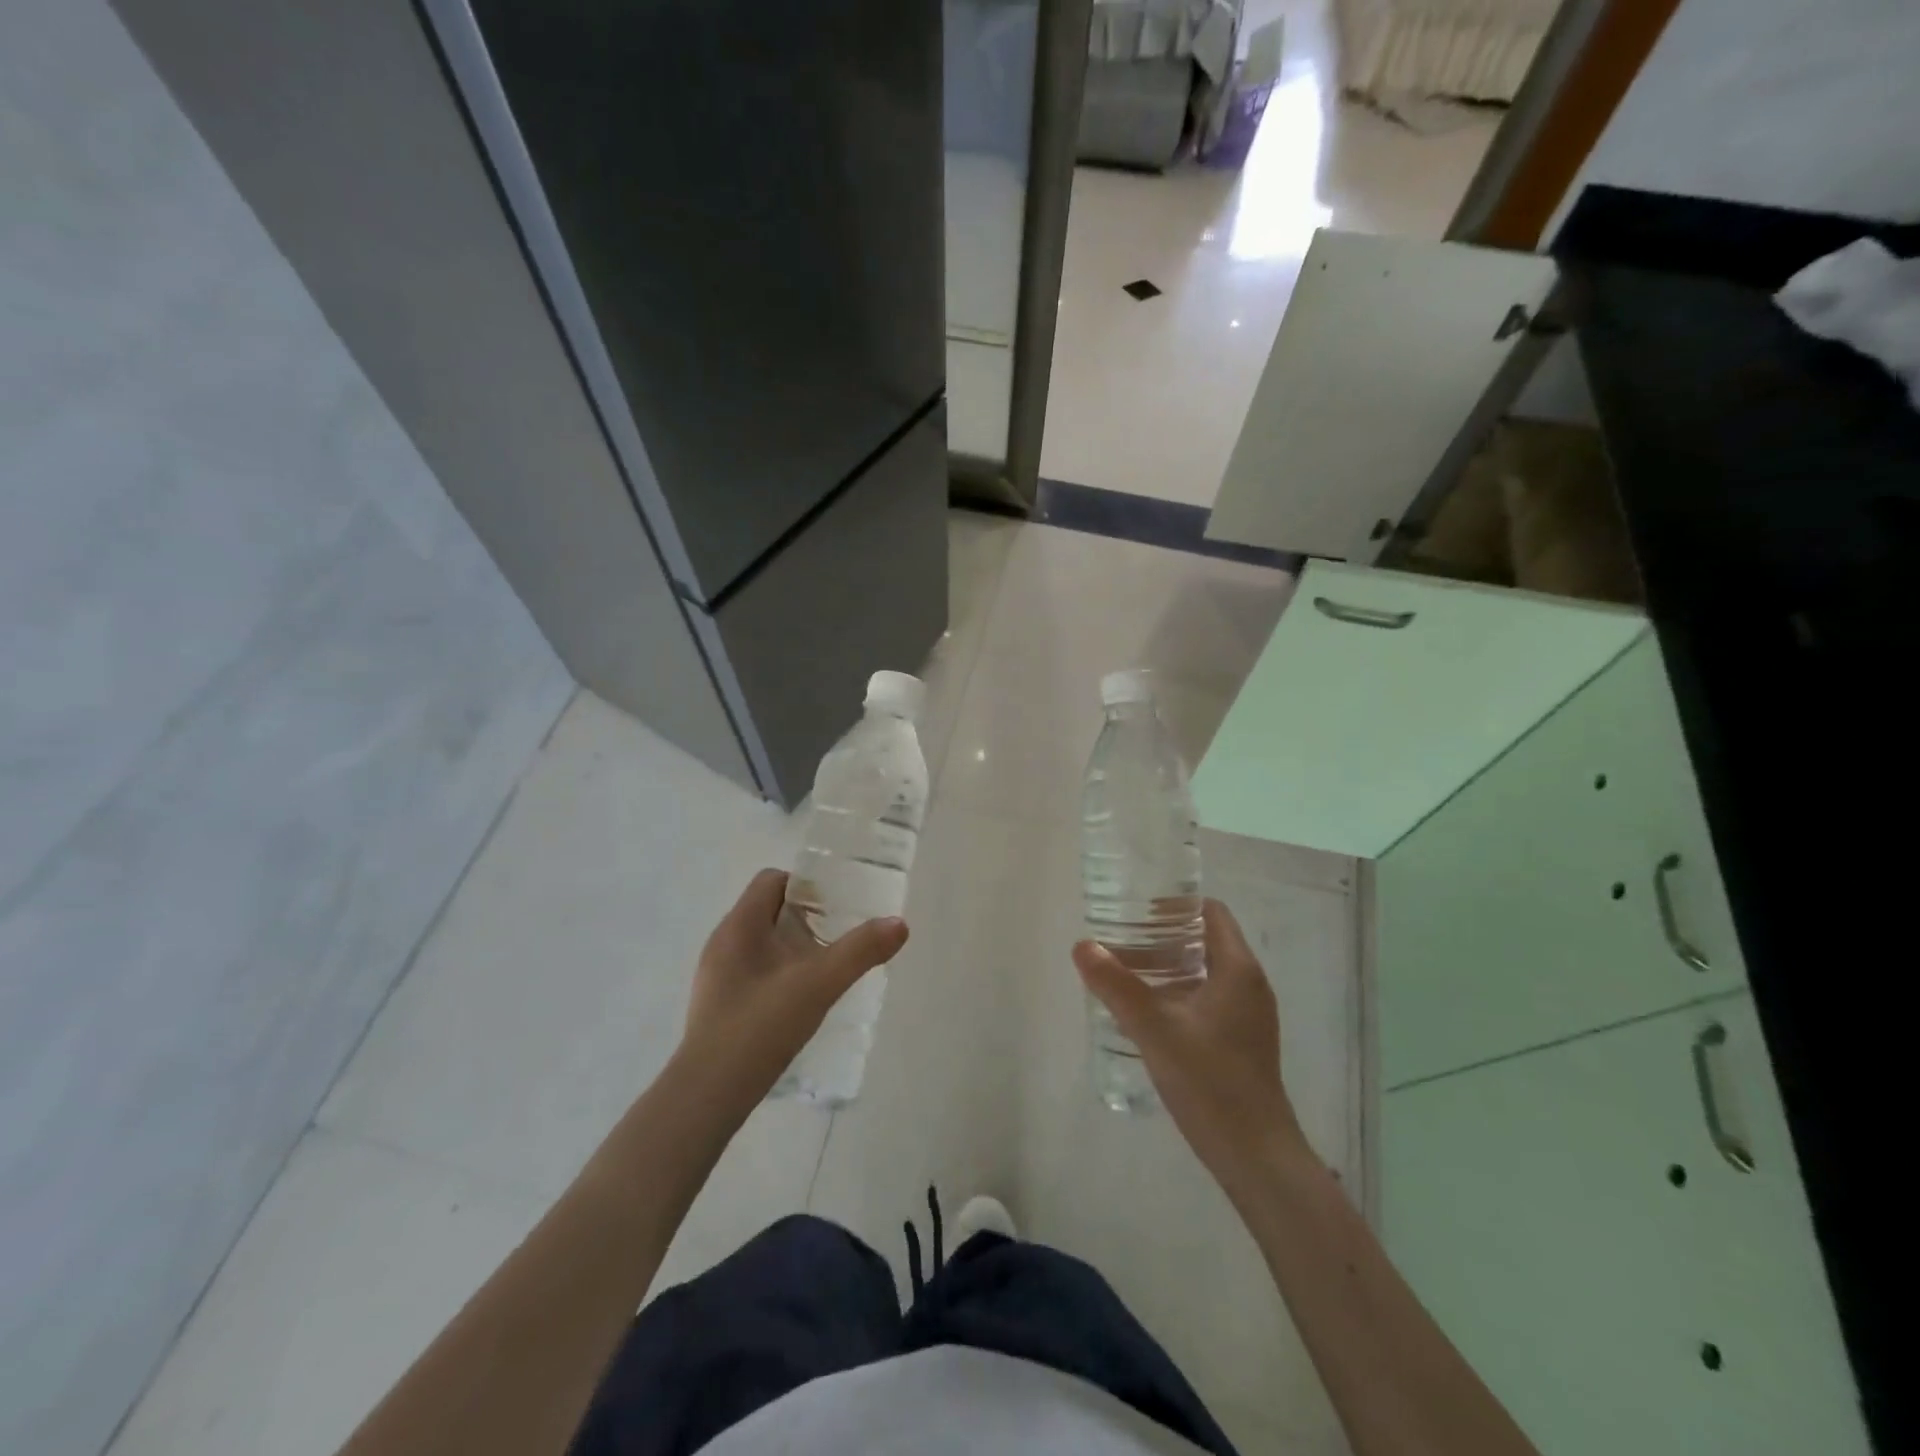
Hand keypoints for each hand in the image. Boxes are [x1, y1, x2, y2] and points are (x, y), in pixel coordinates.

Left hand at [677, 869, 908, 1117]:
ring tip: (826, 968)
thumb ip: (860, 951)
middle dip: (806, 918)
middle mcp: (723, 942)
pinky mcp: (718, 1004)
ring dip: (794, 948)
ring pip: (762, 943)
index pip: (772, 880)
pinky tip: (800, 1001)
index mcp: (740, 925)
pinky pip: (753, 971)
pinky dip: (779, 974)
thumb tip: (899, 924)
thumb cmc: (760, 1025)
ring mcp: (717, 975)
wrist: (709, 1094)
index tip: (838, 905)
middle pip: (769, 910)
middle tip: (840, 936)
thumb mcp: (819, 984)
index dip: (807, 885)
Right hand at [1074, 899, 1311, 1202]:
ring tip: (1123, 973)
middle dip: (1161, 937)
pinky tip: (1143, 1013)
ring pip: (1202, 973)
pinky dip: (1175, 994)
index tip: (1138, 909)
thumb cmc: (1210, 1082)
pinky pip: (1205, 1000)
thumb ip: (1116, 986)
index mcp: (1237, 970)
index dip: (1176, 904)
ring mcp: (1247, 1016)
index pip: (1211, 912)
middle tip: (1119, 940)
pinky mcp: (1240, 1041)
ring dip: (1165, 967)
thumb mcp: (1155, 1029)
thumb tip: (1082, 946)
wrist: (1255, 1156)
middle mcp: (1248, 985)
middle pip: (1204, 941)